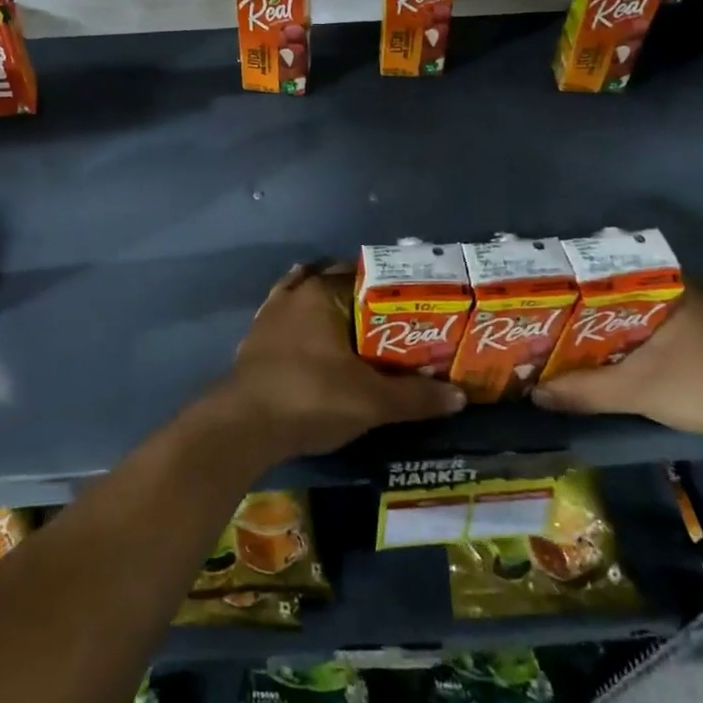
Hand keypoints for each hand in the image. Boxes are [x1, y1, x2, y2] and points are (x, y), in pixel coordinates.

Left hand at [208, 264, 466, 463]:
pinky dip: (304, 329)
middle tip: (392, 324)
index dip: (391, 289)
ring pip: (306, 302)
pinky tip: (316, 344)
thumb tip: (459, 397)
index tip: (413, 305)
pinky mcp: (254, 342)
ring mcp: (268, 317)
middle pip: (333, 286)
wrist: (243, 426)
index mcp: (320, 293)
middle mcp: (292, 295)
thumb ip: (416, 397)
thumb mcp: (372, 400)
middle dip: (361, 301)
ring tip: (358, 332)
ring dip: (329, 312)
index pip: (363, 275)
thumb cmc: (311, 397)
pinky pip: (287, 324)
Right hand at [531, 286, 702, 439]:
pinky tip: (607, 361)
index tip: (535, 303)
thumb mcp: (637, 389)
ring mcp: (694, 314)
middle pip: (613, 298)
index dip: (564, 290)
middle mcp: (676, 290)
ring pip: (633, 317)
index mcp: (660, 284)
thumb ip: (584, 390)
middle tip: (541, 327)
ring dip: (603, 333)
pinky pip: (651, 332)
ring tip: (563, 346)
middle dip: (579, 315)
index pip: (598, 275)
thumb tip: (533, 394)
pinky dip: (626, 344)